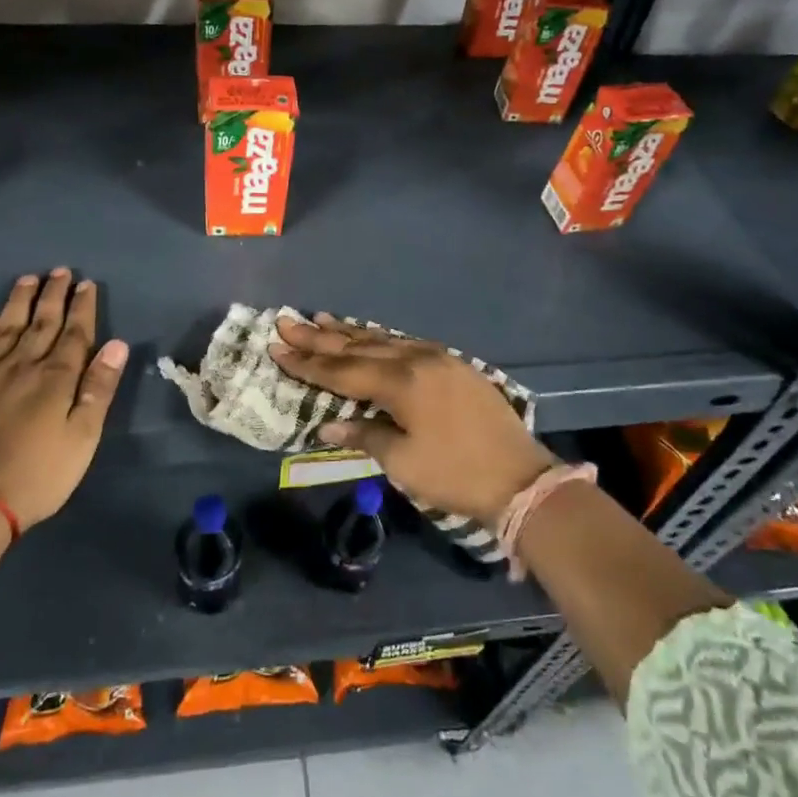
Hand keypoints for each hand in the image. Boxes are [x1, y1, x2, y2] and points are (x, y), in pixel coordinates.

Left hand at [0, 270, 128, 529]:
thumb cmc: (37, 474)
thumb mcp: (82, 437)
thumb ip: (99, 388)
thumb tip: (118, 344)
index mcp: (56, 378)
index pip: (74, 333)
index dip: (82, 307)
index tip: (87, 284)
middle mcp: (22, 365)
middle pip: (41, 323)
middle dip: (53, 295)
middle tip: (60, 270)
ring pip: (6, 327)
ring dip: (19, 302)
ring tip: (27, 280)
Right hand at [269, 315, 554, 526]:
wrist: (521, 478)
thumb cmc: (456, 474)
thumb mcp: (404, 462)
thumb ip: (365, 436)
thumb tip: (328, 425)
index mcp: (402, 383)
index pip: (343, 371)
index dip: (308, 363)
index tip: (277, 349)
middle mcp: (417, 360)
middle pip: (359, 347)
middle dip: (320, 338)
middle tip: (286, 323)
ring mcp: (438, 358)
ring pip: (383, 339)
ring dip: (349, 331)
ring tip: (319, 318)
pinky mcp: (454, 364)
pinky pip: (405, 343)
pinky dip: (379, 338)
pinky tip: (368, 335)